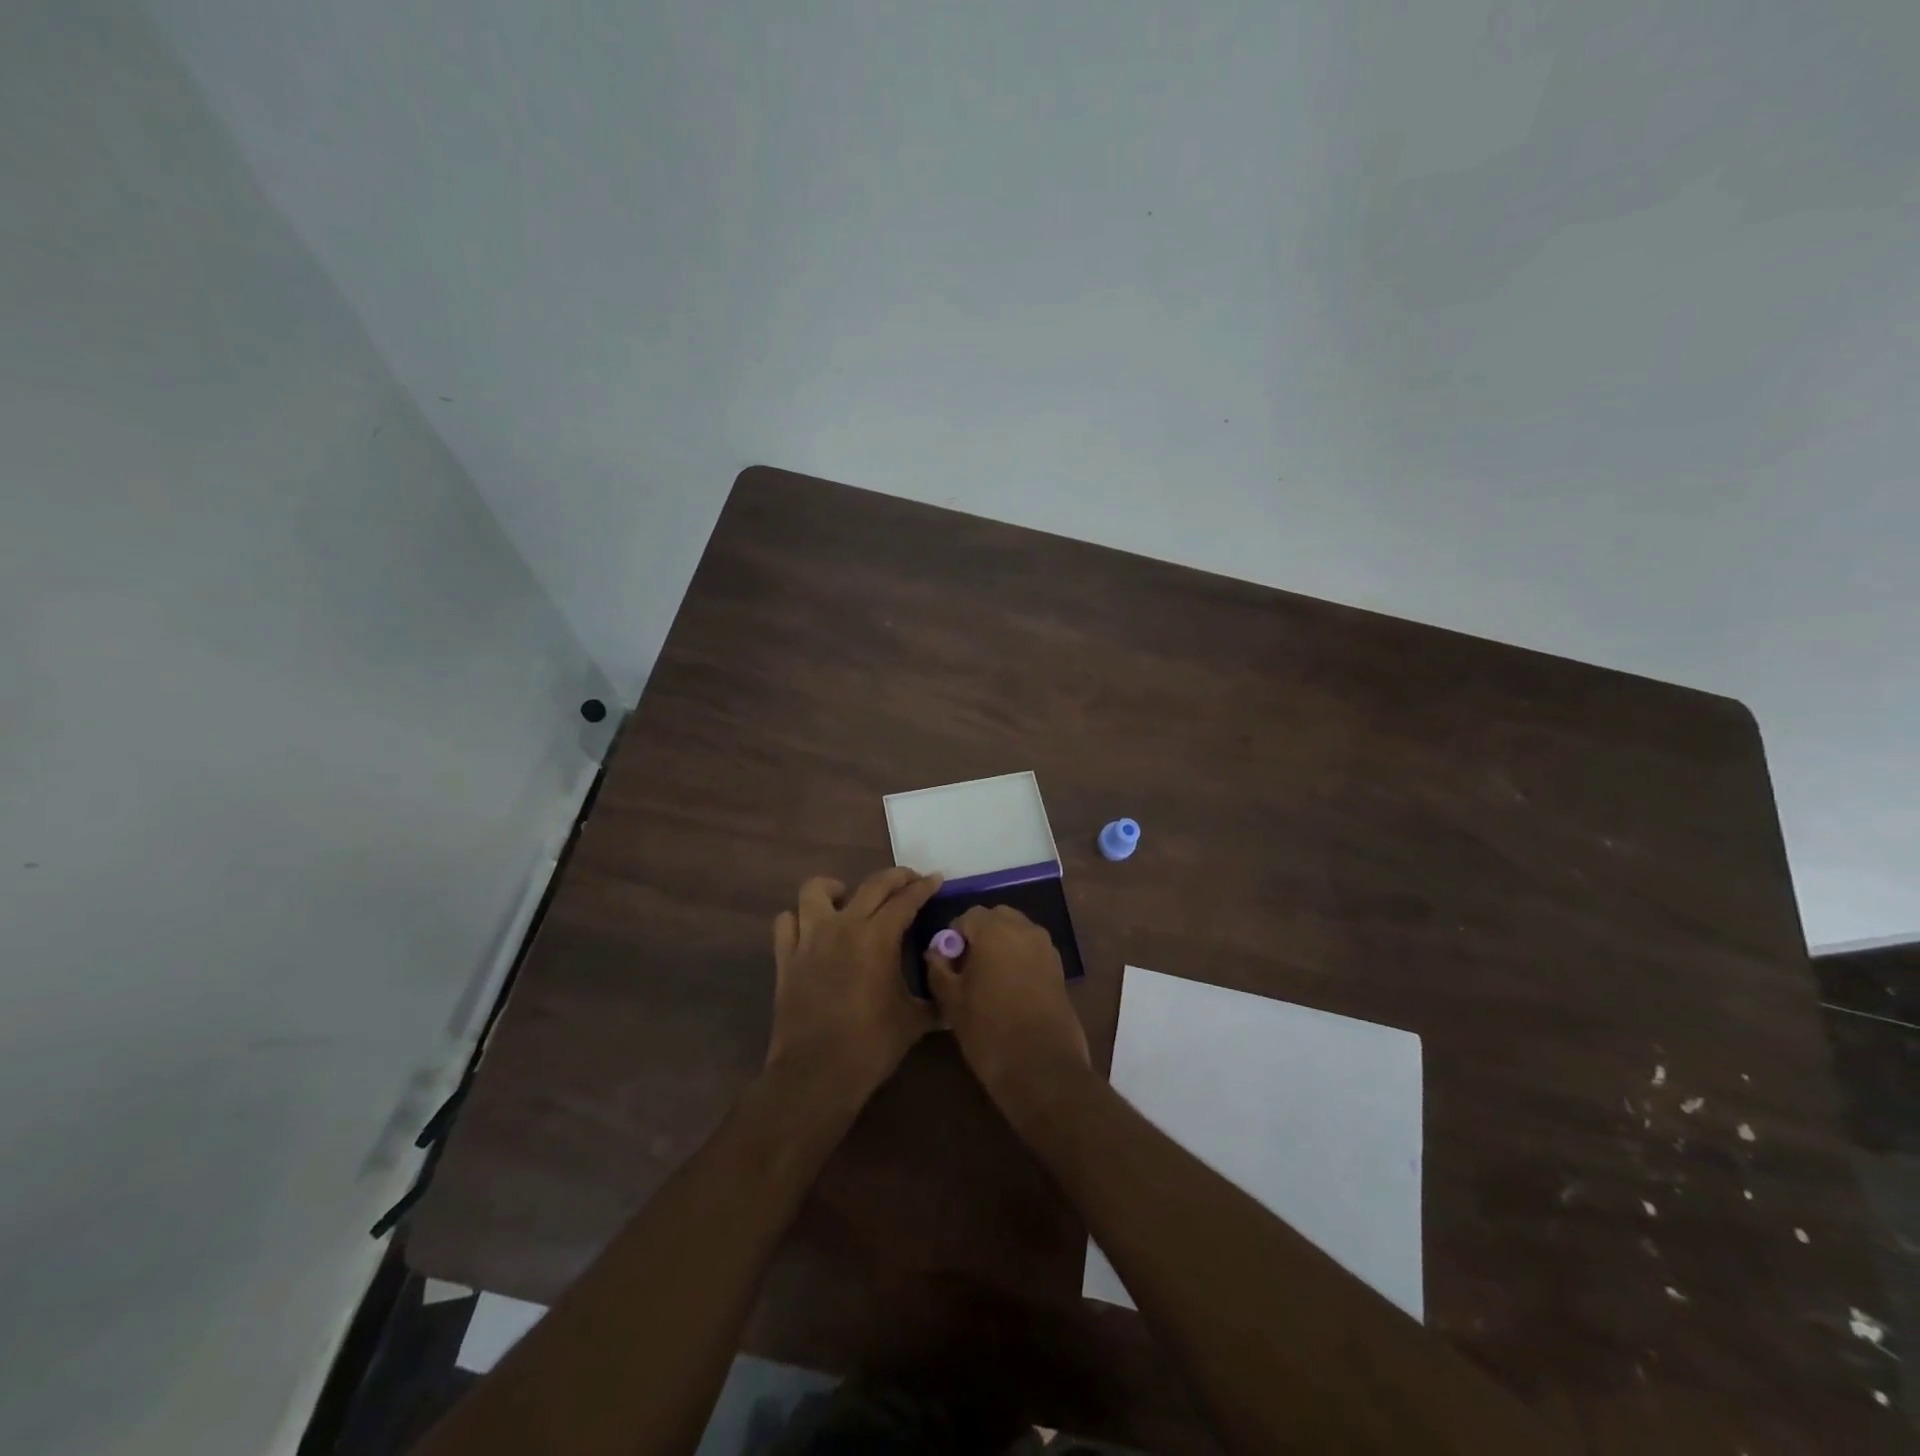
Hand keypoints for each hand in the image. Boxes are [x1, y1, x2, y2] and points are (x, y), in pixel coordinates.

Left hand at [767, 867, 944, 1100]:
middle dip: (895, 877)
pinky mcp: (786, 957)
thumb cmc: (871, 1045)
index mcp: (879, 937)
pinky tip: (812, 930)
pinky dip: (799, 919)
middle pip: (872, 885)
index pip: (906, 899)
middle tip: (909, 880)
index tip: (936, 879)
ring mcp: (810, 939)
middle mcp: (844, 926)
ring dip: (835, 888)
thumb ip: (934, 999)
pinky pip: (787, 922)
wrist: (816, 1073)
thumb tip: (950, 991)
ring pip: (816, 890)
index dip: (924, 886)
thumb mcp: (914, 1021)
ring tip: (847, 898)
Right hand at [925, 904, 1089, 1107]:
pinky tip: (1010, 991)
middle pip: (996, 918)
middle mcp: (1024, 929)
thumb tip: (936, 952)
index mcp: (994, 930)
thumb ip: (938, 969)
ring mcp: (1046, 948)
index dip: (953, 937)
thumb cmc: (989, 1030)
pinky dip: (1019, 959)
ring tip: (989, 981)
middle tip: (967, 969)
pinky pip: (1032, 951)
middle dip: (980, 936)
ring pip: (1016, 933)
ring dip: (1001, 946)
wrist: (1042, 1068)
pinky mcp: (1059, 968)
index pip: (967, 916)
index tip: (949, 965)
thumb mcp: (951, 1001)